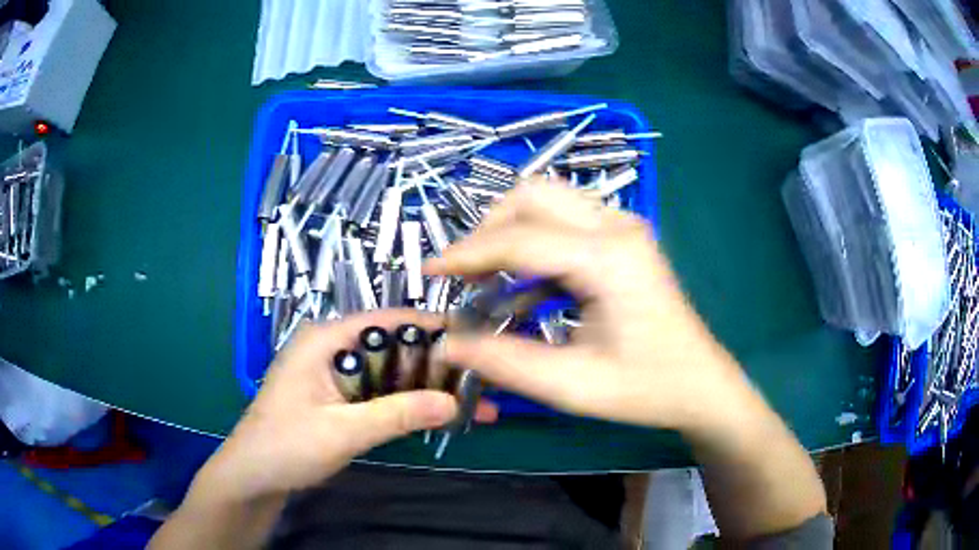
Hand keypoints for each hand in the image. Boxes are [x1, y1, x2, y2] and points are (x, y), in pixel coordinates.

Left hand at [194, 310, 467, 503]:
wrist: (253, 476)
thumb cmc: (286, 445)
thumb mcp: (343, 431)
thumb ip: (397, 415)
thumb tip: (454, 402)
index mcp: (325, 340)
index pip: (386, 320)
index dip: (429, 326)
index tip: (474, 338)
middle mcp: (332, 350)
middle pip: (393, 348)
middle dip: (436, 365)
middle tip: (481, 380)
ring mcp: (335, 376)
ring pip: (390, 374)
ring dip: (426, 388)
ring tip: (471, 403)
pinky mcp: (339, 399)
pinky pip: (381, 394)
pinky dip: (408, 404)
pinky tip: (438, 416)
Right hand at [426, 180, 744, 431]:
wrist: (699, 383)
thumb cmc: (645, 388)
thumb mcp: (572, 385)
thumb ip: (505, 363)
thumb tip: (447, 345)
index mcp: (609, 258)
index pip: (521, 238)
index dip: (468, 253)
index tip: (431, 272)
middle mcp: (617, 225)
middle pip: (533, 194)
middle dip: (488, 228)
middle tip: (465, 273)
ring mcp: (624, 225)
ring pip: (548, 197)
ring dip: (510, 228)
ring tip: (488, 274)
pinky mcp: (623, 236)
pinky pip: (565, 217)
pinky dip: (533, 238)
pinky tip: (525, 282)